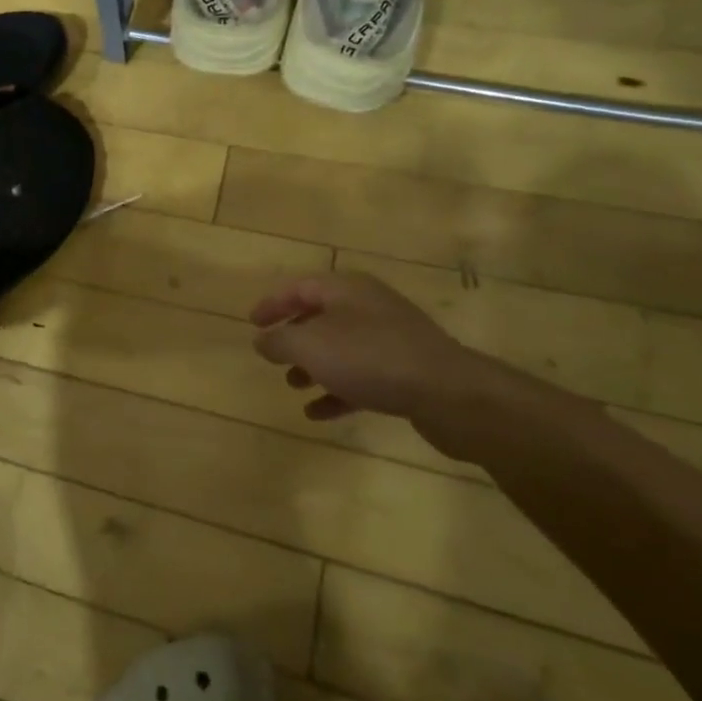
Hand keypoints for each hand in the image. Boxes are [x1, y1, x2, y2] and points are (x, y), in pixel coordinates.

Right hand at [250, 271, 515, 461]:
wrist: (449, 394)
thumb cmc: (370, 358)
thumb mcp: (311, 346)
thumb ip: (280, 341)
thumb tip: (262, 340)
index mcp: (346, 289)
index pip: (299, 287)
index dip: (273, 304)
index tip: (252, 323)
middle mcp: (368, 307)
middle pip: (321, 316)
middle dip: (294, 336)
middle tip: (272, 355)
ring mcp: (390, 339)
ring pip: (341, 348)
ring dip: (314, 365)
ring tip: (292, 385)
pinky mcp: (406, 371)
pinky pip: (362, 376)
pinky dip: (337, 390)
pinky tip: (318, 412)